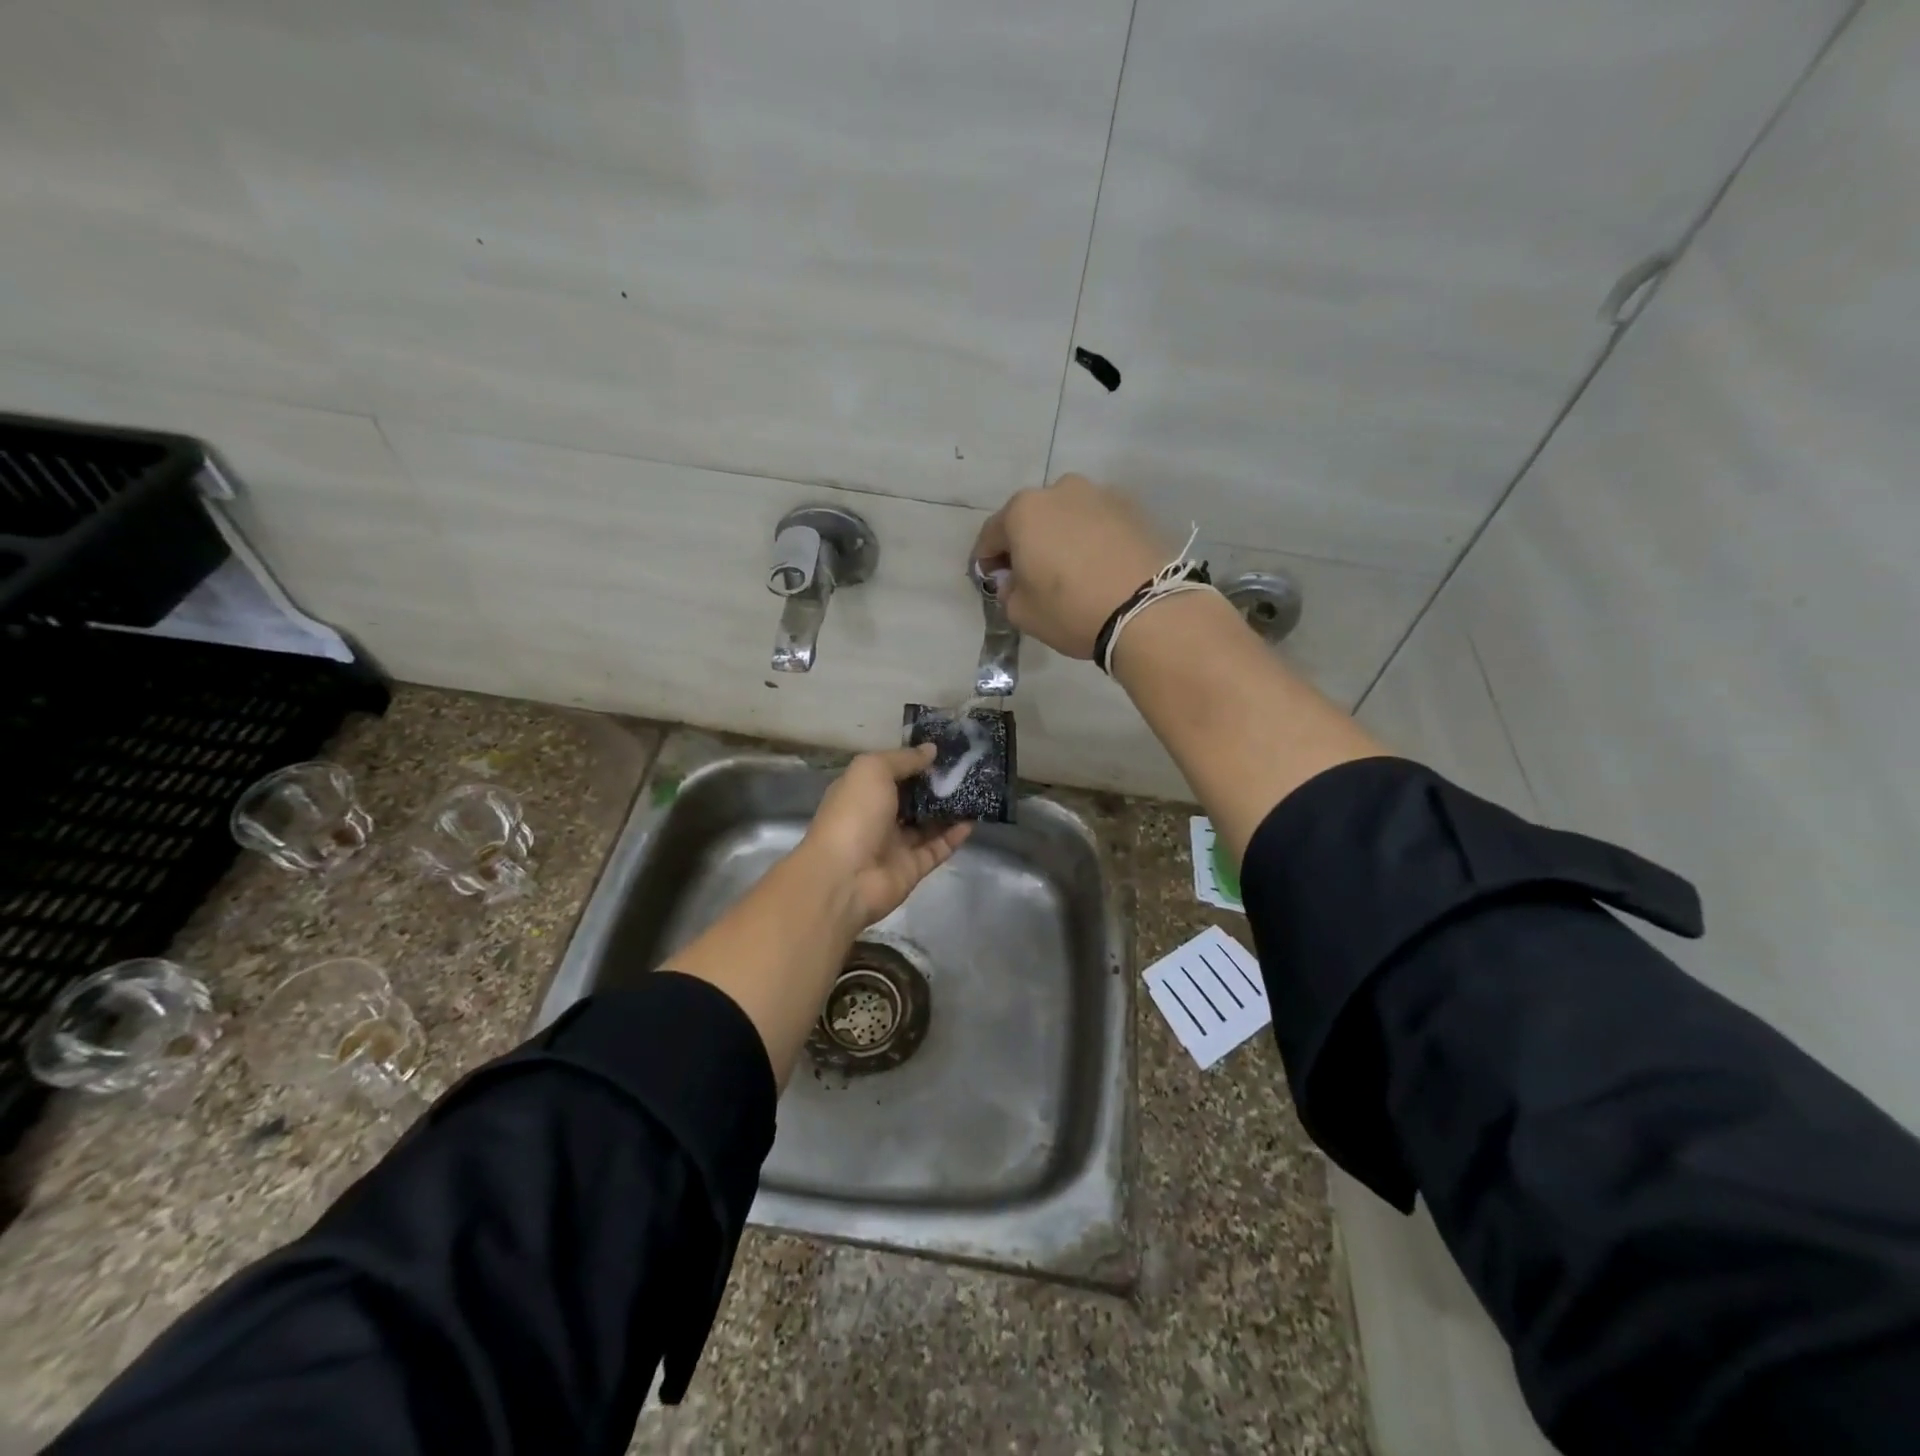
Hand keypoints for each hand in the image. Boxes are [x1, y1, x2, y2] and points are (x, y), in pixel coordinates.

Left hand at [798, 744, 971, 929]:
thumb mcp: (873, 771)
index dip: (915, 761)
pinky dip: (955, 835)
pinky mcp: (913, 868)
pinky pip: (938, 848)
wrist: (844, 878)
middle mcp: (878, 817)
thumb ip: (903, 759)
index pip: (892, 772)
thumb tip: (931, 750)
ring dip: (950, 809)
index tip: (945, 750)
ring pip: (928, 823)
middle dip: (937, 784)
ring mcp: (896, 844)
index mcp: (862, 791)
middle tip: (968, 768)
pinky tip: (974, 820)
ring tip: (976, 790)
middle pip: (913, 798)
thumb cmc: (854, 814)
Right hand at [970, 474, 1170, 658]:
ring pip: (1067, 516)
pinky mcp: (1133, 508)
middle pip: (1032, 518)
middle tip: (1029, 574)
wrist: (1147, 610)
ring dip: (1060, 537)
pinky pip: (1098, 523)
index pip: (991, 534)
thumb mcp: (1022, 612)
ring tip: (1068, 569)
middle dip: (1025, 543)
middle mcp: (1060, 490)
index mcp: (1024, 511)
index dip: (986, 560)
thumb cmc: (1071, 609)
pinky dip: (1091, 539)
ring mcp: (1100, 495)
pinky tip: (1097, 566)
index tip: (990, 579)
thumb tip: (1014, 580)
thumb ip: (1008, 591)